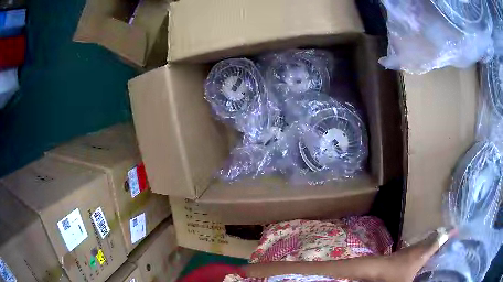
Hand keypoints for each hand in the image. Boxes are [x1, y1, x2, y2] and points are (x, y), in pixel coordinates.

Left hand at [376, 228, 450, 281]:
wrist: (375, 268)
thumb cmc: (393, 276)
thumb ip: (419, 281)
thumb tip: (428, 279)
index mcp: (423, 253)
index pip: (439, 240)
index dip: (448, 234)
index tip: (456, 229)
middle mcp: (419, 247)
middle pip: (433, 237)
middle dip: (442, 235)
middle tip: (451, 235)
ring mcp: (410, 248)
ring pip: (426, 241)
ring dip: (434, 240)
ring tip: (440, 242)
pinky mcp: (403, 252)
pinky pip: (419, 246)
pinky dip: (425, 246)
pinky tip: (424, 252)